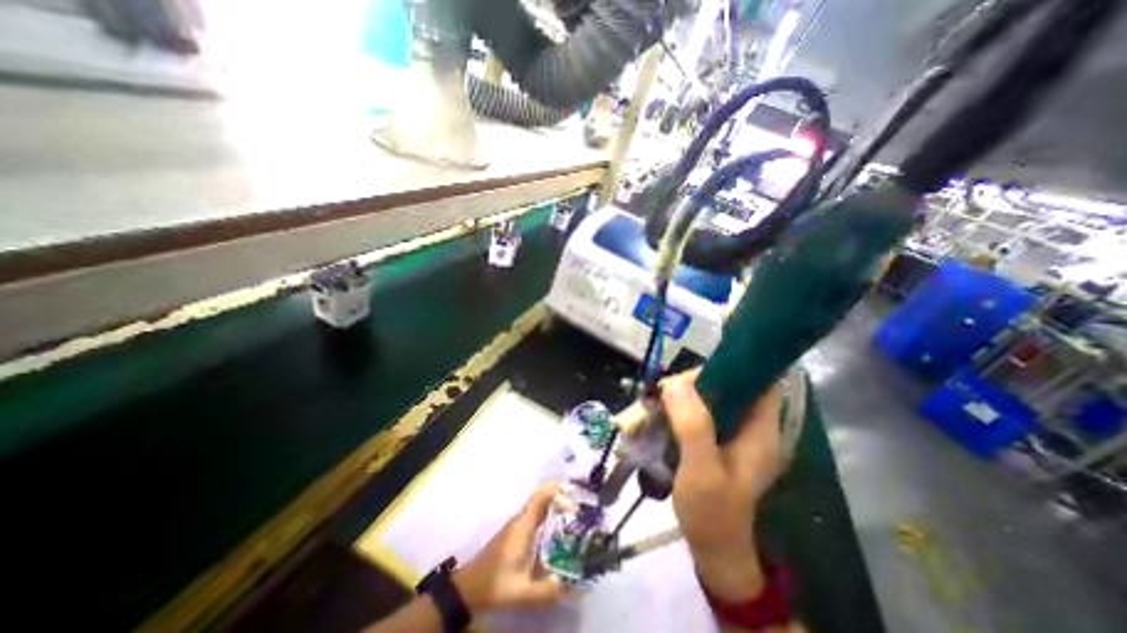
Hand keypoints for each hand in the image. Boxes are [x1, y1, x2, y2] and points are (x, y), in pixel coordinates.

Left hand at [451, 485, 566, 613]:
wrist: (469, 587)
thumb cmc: (495, 584)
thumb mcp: (522, 592)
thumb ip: (548, 590)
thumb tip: (575, 588)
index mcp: (523, 525)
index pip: (541, 496)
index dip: (558, 492)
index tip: (575, 502)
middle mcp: (522, 519)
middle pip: (543, 497)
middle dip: (562, 499)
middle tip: (581, 512)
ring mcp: (518, 524)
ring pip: (540, 506)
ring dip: (557, 508)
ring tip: (575, 521)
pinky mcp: (517, 532)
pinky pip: (537, 516)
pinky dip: (550, 517)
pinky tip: (559, 533)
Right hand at [663, 373, 785, 601]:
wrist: (712, 548)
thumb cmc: (712, 513)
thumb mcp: (703, 471)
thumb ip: (693, 427)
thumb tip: (675, 383)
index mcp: (761, 431)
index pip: (760, 381)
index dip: (733, 366)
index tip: (697, 370)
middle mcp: (752, 427)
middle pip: (731, 386)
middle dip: (699, 381)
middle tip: (668, 389)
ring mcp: (735, 434)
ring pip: (714, 398)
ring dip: (688, 393)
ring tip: (660, 398)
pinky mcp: (718, 441)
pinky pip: (702, 412)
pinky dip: (684, 407)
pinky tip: (665, 411)